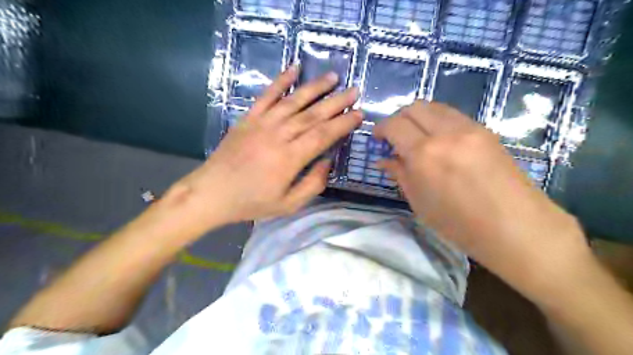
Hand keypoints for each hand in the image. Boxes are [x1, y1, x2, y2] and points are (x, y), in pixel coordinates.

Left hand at [170, 65, 360, 226]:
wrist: (211, 193)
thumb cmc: (251, 202)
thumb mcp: (288, 205)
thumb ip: (312, 184)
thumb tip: (328, 161)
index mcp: (289, 158)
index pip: (323, 135)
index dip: (343, 123)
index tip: (359, 114)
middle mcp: (278, 135)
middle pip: (313, 114)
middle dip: (337, 102)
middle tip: (355, 90)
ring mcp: (262, 123)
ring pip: (293, 101)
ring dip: (315, 87)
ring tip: (334, 77)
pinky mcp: (248, 118)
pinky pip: (266, 95)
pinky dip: (280, 80)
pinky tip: (294, 68)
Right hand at [371, 102, 591, 299]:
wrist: (516, 228)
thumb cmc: (459, 224)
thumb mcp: (420, 202)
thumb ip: (400, 174)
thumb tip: (384, 159)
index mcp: (424, 155)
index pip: (394, 125)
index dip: (381, 128)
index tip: (377, 138)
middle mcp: (445, 133)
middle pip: (414, 107)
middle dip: (398, 118)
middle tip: (394, 137)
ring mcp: (469, 129)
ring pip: (435, 107)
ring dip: (418, 117)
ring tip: (415, 137)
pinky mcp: (485, 131)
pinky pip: (452, 116)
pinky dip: (437, 121)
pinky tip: (438, 141)